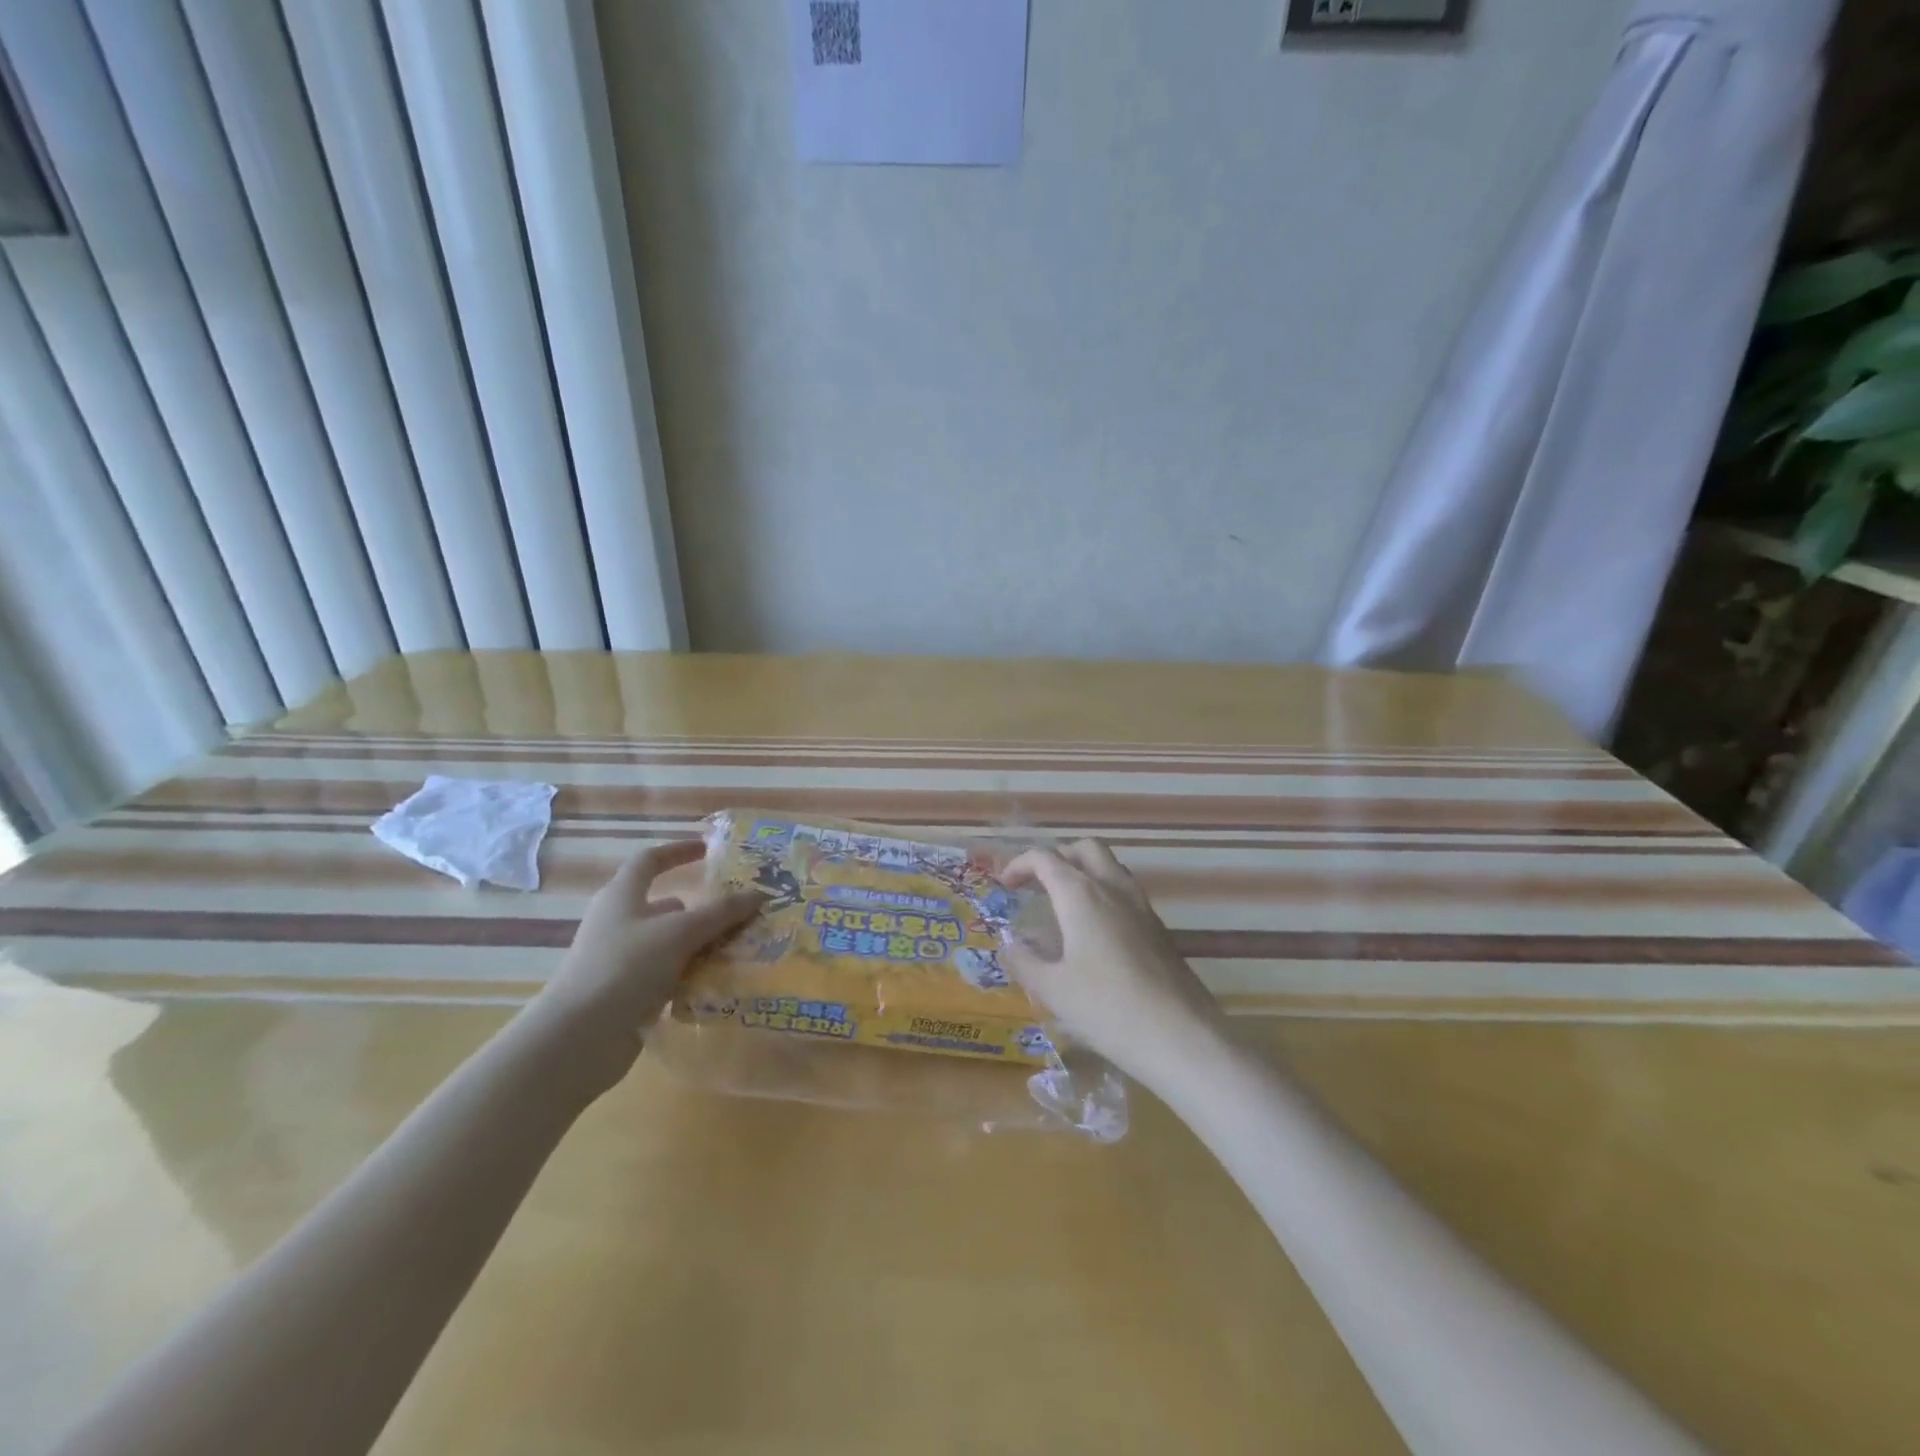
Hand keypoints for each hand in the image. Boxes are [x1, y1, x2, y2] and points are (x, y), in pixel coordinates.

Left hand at [527, 839, 760, 1096]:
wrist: (578, 1038)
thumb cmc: (626, 967)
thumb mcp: (679, 933)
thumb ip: (721, 912)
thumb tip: (758, 894)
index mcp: (622, 896)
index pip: (650, 861)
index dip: (678, 852)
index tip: (710, 850)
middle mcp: (619, 923)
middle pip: (667, 906)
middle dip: (704, 909)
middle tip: (742, 913)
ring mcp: (621, 960)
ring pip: (671, 944)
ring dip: (702, 946)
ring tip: (742, 949)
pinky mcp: (626, 994)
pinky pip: (668, 975)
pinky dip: (691, 976)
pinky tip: (719, 984)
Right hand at [1000, 840, 1227, 1091]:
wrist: (1181, 1037)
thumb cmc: (1107, 1008)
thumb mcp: (1053, 990)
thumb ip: (1024, 961)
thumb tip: (1008, 945)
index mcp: (1081, 894)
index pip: (1045, 858)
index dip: (1019, 864)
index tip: (1003, 885)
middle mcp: (1113, 888)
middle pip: (1085, 849)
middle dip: (1057, 857)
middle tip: (1037, 884)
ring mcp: (1142, 906)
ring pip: (1110, 867)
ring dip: (1083, 873)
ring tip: (1063, 905)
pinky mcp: (1159, 929)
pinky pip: (1126, 893)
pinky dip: (1103, 895)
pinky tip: (1094, 933)